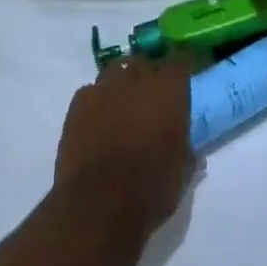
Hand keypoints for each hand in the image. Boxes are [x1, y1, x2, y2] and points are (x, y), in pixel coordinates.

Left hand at [54, 55, 195, 240]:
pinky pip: (91, 92)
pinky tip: (98, 121)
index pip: (180, 61)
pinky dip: (98, 101)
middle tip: (153, 97)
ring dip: (122, 84)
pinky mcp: (77, 105)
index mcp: (168, 91)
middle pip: (144, 62)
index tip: (186, 77)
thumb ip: (187, 151)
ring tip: (123, 105)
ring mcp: (103, 89)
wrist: (98, 205)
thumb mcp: (182, 172)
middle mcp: (136, 80)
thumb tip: (189, 149)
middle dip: (149, 75)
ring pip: (115, 72)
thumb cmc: (151, 188)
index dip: (183, 67)